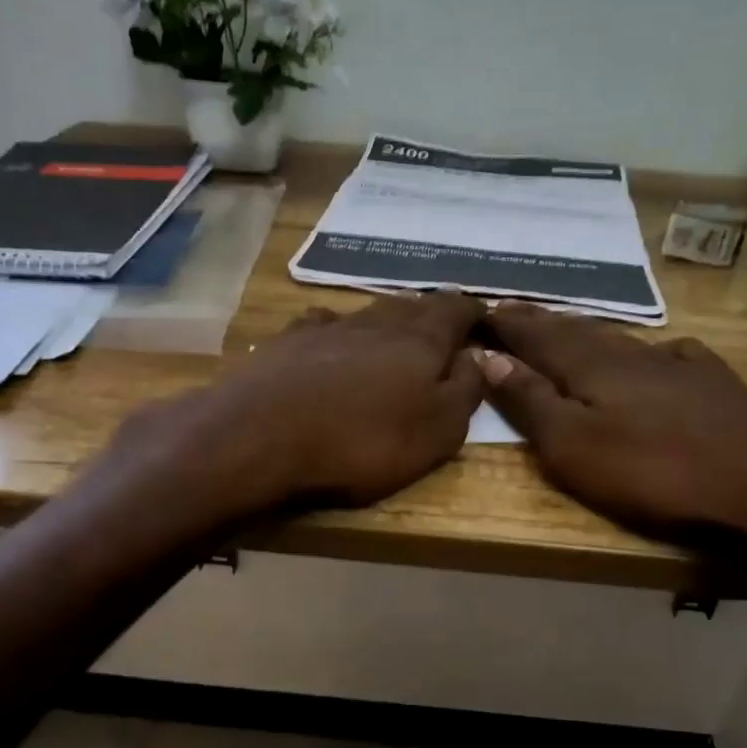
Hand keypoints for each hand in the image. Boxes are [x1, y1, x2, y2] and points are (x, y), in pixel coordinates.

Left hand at [110, 291, 485, 515]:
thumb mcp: (438, 431)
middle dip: (433, 313)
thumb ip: (467, 390)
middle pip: (414, 305)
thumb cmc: (364, 442)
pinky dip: (339, 331)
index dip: (474, 312)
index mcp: (421, 340)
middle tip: (443, 328)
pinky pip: (325, 325)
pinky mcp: (289, 342)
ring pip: (370, 312)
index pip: (457, 309)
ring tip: (395, 336)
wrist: (263, 438)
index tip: (483, 319)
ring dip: (388, 321)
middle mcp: (378, 321)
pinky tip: (333, 341)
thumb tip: (479, 356)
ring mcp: (329, 327)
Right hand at [477, 303, 746, 577]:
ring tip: (568, 328)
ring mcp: (676, 363)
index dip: (507, 324)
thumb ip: (531, 401)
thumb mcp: (572, 446)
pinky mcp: (712, 382)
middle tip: (515, 310)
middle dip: (541, 322)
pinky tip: (657, 353)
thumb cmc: (653, 470)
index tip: (482, 309)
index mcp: (589, 366)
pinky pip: (666, 355)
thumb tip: (489, 357)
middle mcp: (629, 353)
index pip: (536, 335)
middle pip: (576, 331)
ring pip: (619, 339)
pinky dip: (646, 352)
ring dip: (587, 332)